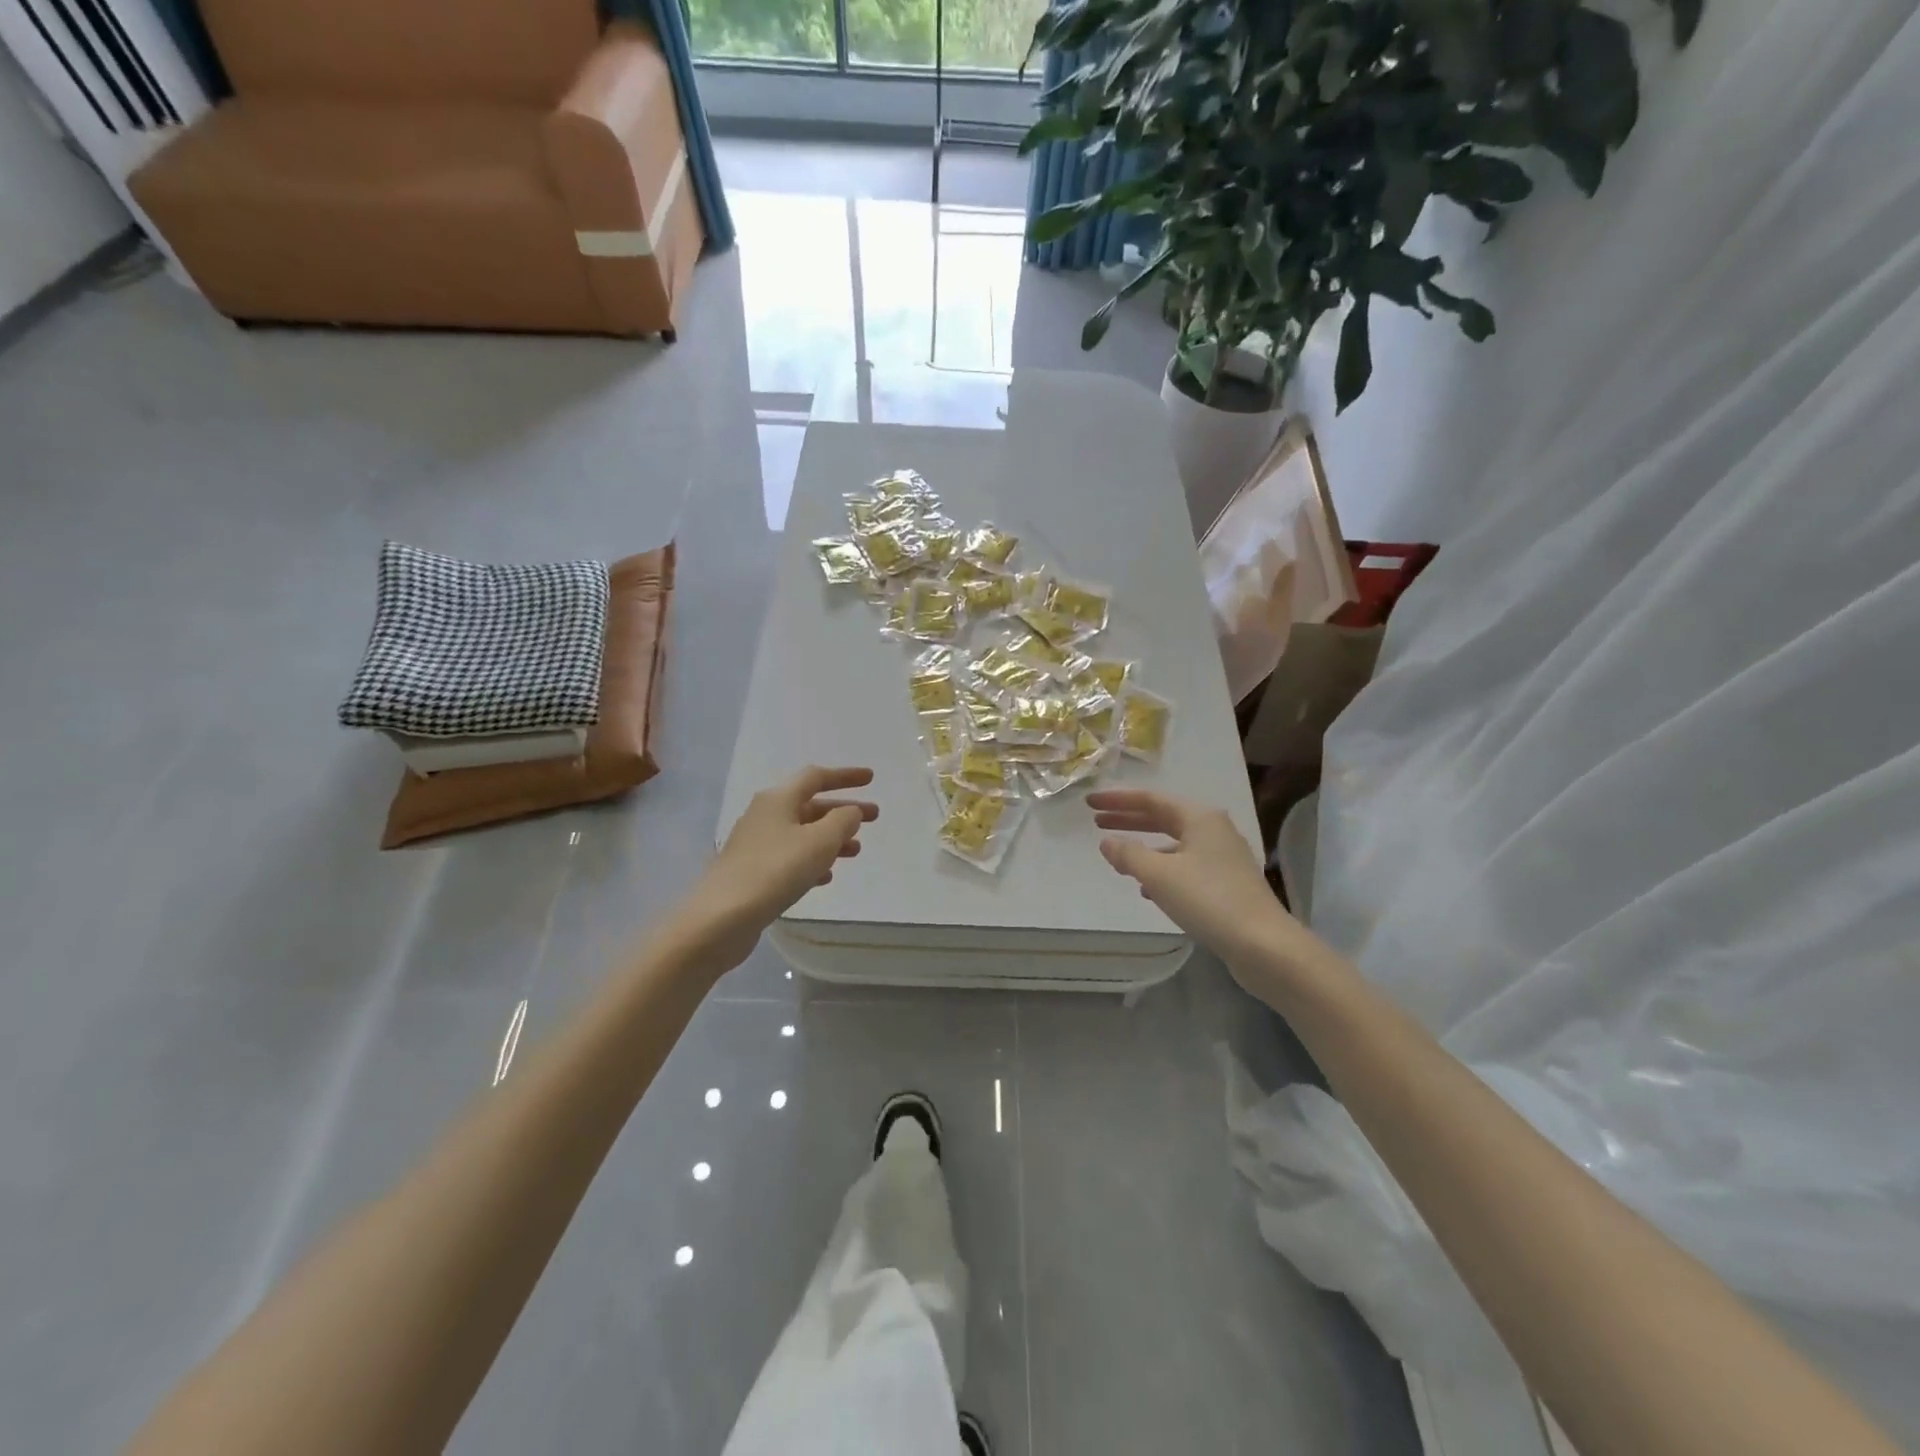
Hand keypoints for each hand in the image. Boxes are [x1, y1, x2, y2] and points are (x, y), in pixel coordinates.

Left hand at [677, 767, 878, 969]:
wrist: (721, 918)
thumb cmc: (775, 870)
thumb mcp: (819, 841)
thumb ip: (842, 821)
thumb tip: (850, 811)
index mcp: (778, 799)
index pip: (816, 777)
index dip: (845, 776)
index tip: (871, 779)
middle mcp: (764, 815)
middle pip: (809, 805)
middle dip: (843, 811)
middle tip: (873, 818)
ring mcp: (755, 844)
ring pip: (801, 833)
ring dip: (830, 838)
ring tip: (856, 850)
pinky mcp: (751, 872)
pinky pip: (790, 857)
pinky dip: (812, 860)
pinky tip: (826, 875)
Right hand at [1087, 789, 1300, 973]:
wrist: (1263, 944)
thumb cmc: (1208, 900)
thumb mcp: (1159, 875)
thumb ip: (1129, 854)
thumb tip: (1107, 842)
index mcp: (1200, 817)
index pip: (1151, 799)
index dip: (1117, 800)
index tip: (1089, 802)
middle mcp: (1214, 830)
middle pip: (1163, 817)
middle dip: (1129, 820)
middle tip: (1097, 822)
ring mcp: (1223, 857)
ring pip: (1175, 843)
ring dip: (1145, 846)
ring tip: (1118, 856)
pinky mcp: (1227, 883)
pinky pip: (1185, 865)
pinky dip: (1162, 869)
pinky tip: (1147, 888)